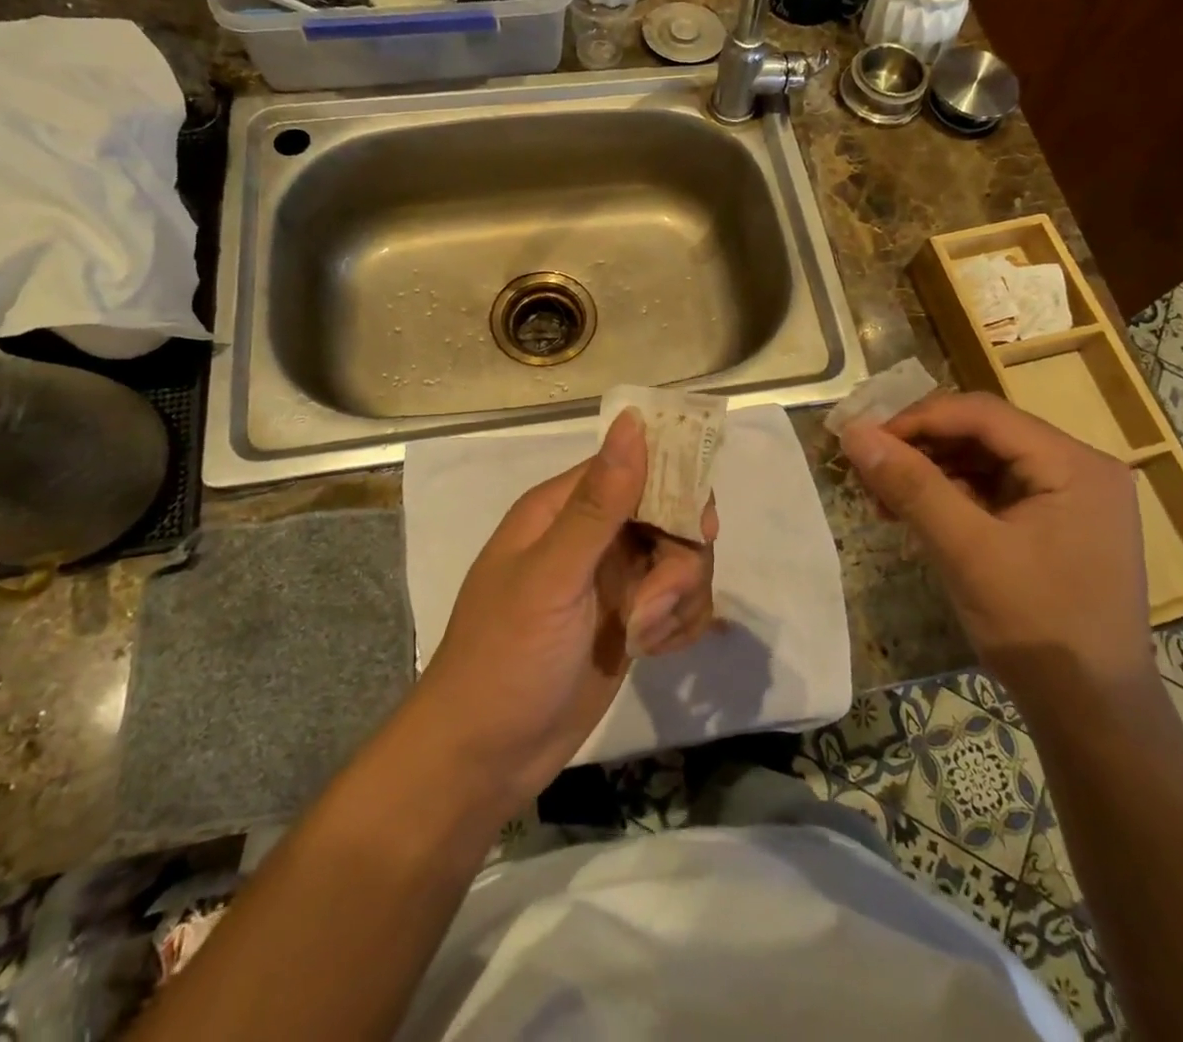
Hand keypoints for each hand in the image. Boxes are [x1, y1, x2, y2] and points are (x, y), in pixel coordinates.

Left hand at [414, 409, 718, 808]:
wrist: (484, 760)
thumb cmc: (505, 659)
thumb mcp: (552, 578)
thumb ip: (598, 503)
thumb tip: (631, 421)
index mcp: (564, 508)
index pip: (635, 465)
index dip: (675, 485)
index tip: (698, 527)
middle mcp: (593, 535)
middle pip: (669, 514)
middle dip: (679, 559)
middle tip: (660, 601)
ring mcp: (614, 579)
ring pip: (682, 560)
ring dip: (677, 599)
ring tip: (643, 637)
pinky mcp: (631, 620)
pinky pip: (680, 602)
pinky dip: (679, 624)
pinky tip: (654, 651)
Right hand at [839, 392, 1150, 703]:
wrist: (1093, 715)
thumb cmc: (1037, 627)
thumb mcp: (967, 551)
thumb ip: (911, 486)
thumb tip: (854, 434)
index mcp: (1074, 464)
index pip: (983, 414)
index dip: (918, 419)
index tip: (865, 441)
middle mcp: (1079, 469)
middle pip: (984, 434)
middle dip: (922, 448)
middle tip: (870, 471)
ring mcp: (1070, 499)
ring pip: (985, 462)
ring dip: (931, 474)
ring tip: (883, 499)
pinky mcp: (1056, 525)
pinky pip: (995, 492)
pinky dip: (952, 498)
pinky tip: (915, 516)